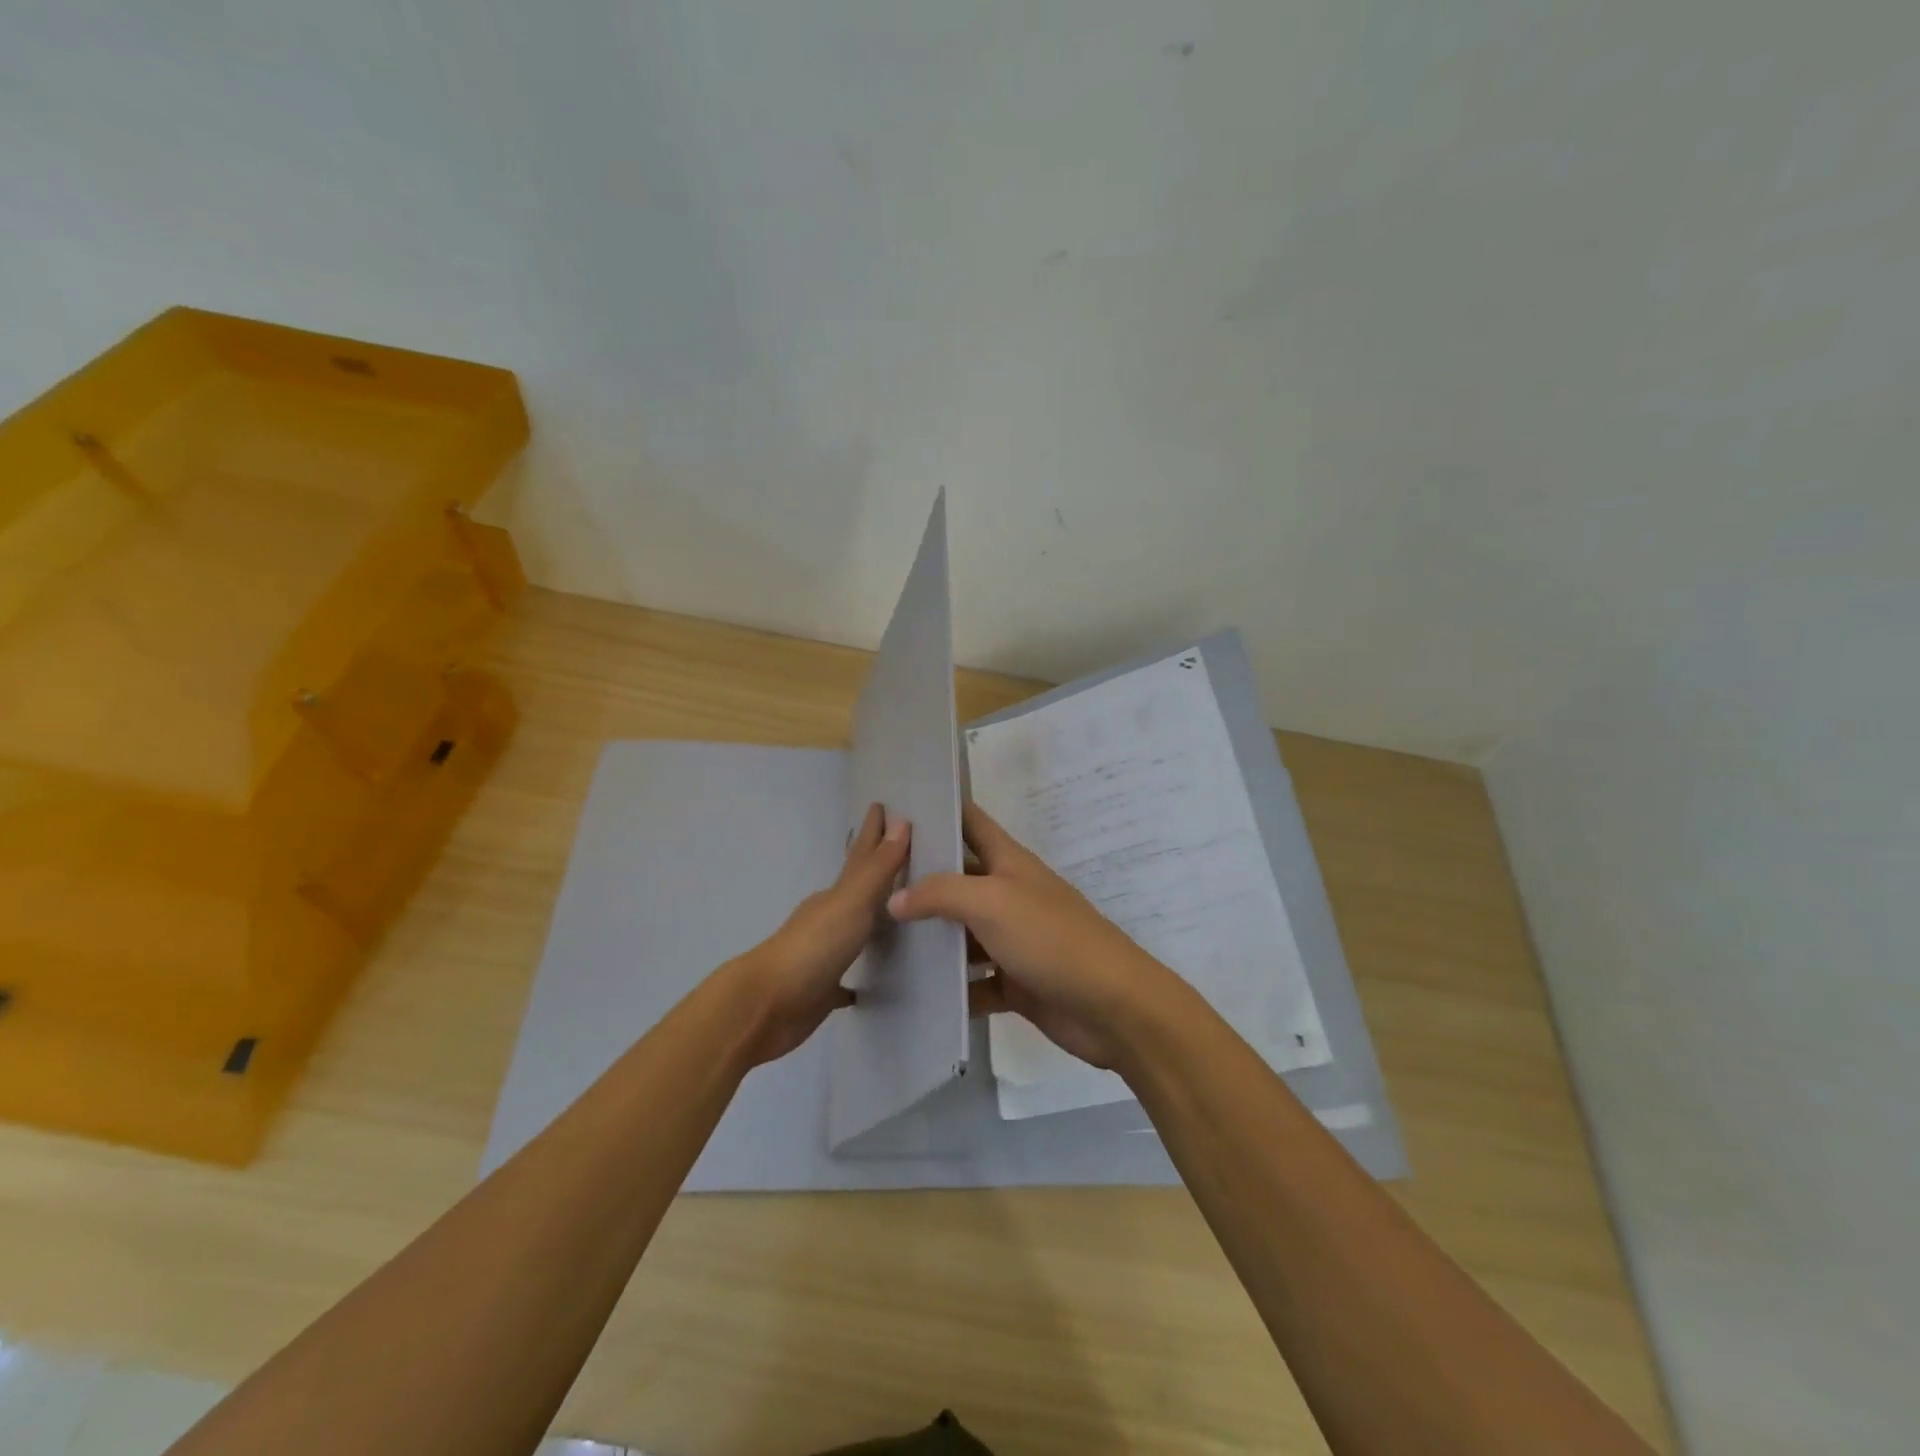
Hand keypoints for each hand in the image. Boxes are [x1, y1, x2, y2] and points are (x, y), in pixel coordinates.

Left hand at [735, 803, 910, 1064]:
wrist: (766, 1007)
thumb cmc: (812, 948)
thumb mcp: (851, 903)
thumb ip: (878, 869)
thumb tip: (901, 822)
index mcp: (834, 896)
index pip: (860, 857)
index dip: (873, 833)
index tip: (882, 806)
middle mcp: (828, 919)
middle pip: (857, 888)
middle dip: (874, 868)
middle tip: (898, 851)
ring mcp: (822, 954)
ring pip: (853, 929)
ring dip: (871, 918)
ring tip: (895, 911)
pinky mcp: (821, 990)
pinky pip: (845, 979)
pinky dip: (858, 976)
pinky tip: (870, 984)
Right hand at [887, 801, 1177, 1069]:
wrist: (1111, 1006)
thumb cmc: (1051, 938)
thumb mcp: (992, 902)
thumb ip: (940, 893)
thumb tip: (894, 899)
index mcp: (1009, 863)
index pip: (970, 822)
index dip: (939, 810)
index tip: (896, 806)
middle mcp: (1009, 895)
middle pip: (958, 879)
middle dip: (919, 879)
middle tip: (868, 883)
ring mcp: (1012, 940)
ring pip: (962, 933)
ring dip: (930, 937)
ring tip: (877, 939)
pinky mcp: (1014, 982)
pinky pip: (974, 981)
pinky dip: (951, 986)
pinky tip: (913, 992)